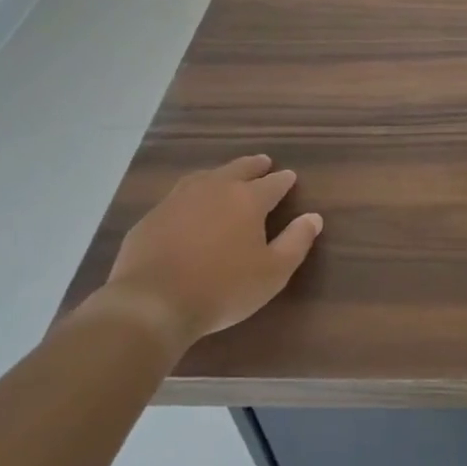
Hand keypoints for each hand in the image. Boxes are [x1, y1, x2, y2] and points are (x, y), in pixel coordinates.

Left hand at [96, 155, 321, 359]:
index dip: (284, 180)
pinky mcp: (153, 215)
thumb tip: (313, 217)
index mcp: (248, 199)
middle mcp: (215, 189)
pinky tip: (191, 204)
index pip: (273, 183)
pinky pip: (179, 195)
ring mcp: (179, 199)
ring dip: (222, 174)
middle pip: (239, 169)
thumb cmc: (223, 288)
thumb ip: (296, 242)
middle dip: (255, 166)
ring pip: (206, 176)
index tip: (290, 177)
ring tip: (227, 177)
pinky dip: (193, 193)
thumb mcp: (273, 272)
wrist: (153, 302)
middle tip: (263, 163)